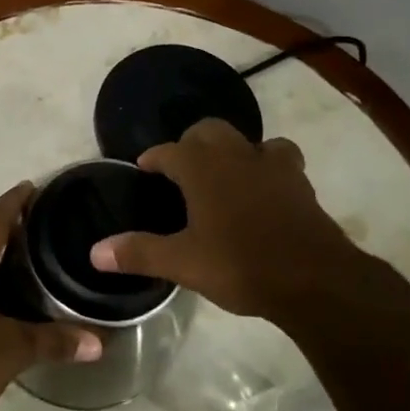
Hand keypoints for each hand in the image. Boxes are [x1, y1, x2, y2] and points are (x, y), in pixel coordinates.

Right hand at [89, 118, 362, 318]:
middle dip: (191, 143)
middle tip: (182, 171)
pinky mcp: (300, 182)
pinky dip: (267, 168)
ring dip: (234, 151)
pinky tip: (264, 191)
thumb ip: (138, 252)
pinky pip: (280, 160)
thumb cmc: (240, 264)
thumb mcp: (182, 263)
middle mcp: (235, 155)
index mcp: (201, 167)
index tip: (144, 169)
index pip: (168, 151)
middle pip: (208, 130)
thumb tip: (94, 251)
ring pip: (248, 140)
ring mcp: (272, 165)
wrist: (315, 279)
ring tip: (226, 176)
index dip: (153, 159)